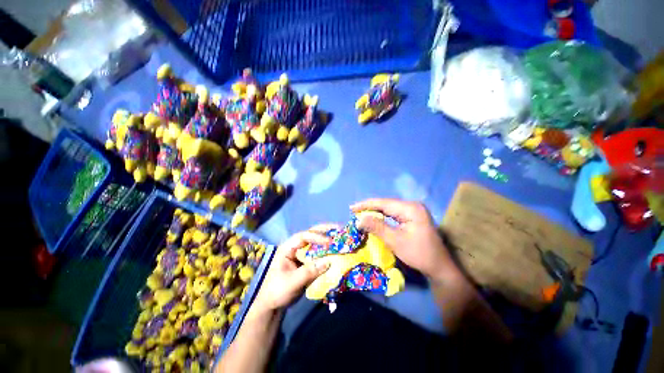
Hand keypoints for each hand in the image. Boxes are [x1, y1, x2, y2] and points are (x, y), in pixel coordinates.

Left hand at [251, 225, 336, 312]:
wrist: (273, 305)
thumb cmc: (277, 291)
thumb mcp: (292, 282)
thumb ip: (309, 271)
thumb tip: (328, 262)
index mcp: (288, 248)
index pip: (303, 237)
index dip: (317, 237)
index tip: (329, 242)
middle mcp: (296, 248)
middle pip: (311, 235)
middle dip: (325, 231)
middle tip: (339, 228)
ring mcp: (302, 254)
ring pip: (316, 243)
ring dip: (328, 240)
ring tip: (341, 237)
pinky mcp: (307, 262)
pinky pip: (319, 254)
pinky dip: (328, 252)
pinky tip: (336, 251)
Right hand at [351, 198, 460, 281]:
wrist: (440, 267)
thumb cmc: (418, 254)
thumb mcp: (395, 241)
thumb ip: (376, 227)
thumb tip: (359, 220)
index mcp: (410, 208)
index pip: (383, 203)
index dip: (366, 204)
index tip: (352, 208)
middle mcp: (412, 205)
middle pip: (386, 204)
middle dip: (369, 208)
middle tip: (354, 211)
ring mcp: (414, 211)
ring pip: (389, 208)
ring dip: (375, 211)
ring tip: (361, 213)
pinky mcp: (413, 217)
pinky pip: (394, 213)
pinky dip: (383, 216)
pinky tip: (374, 217)